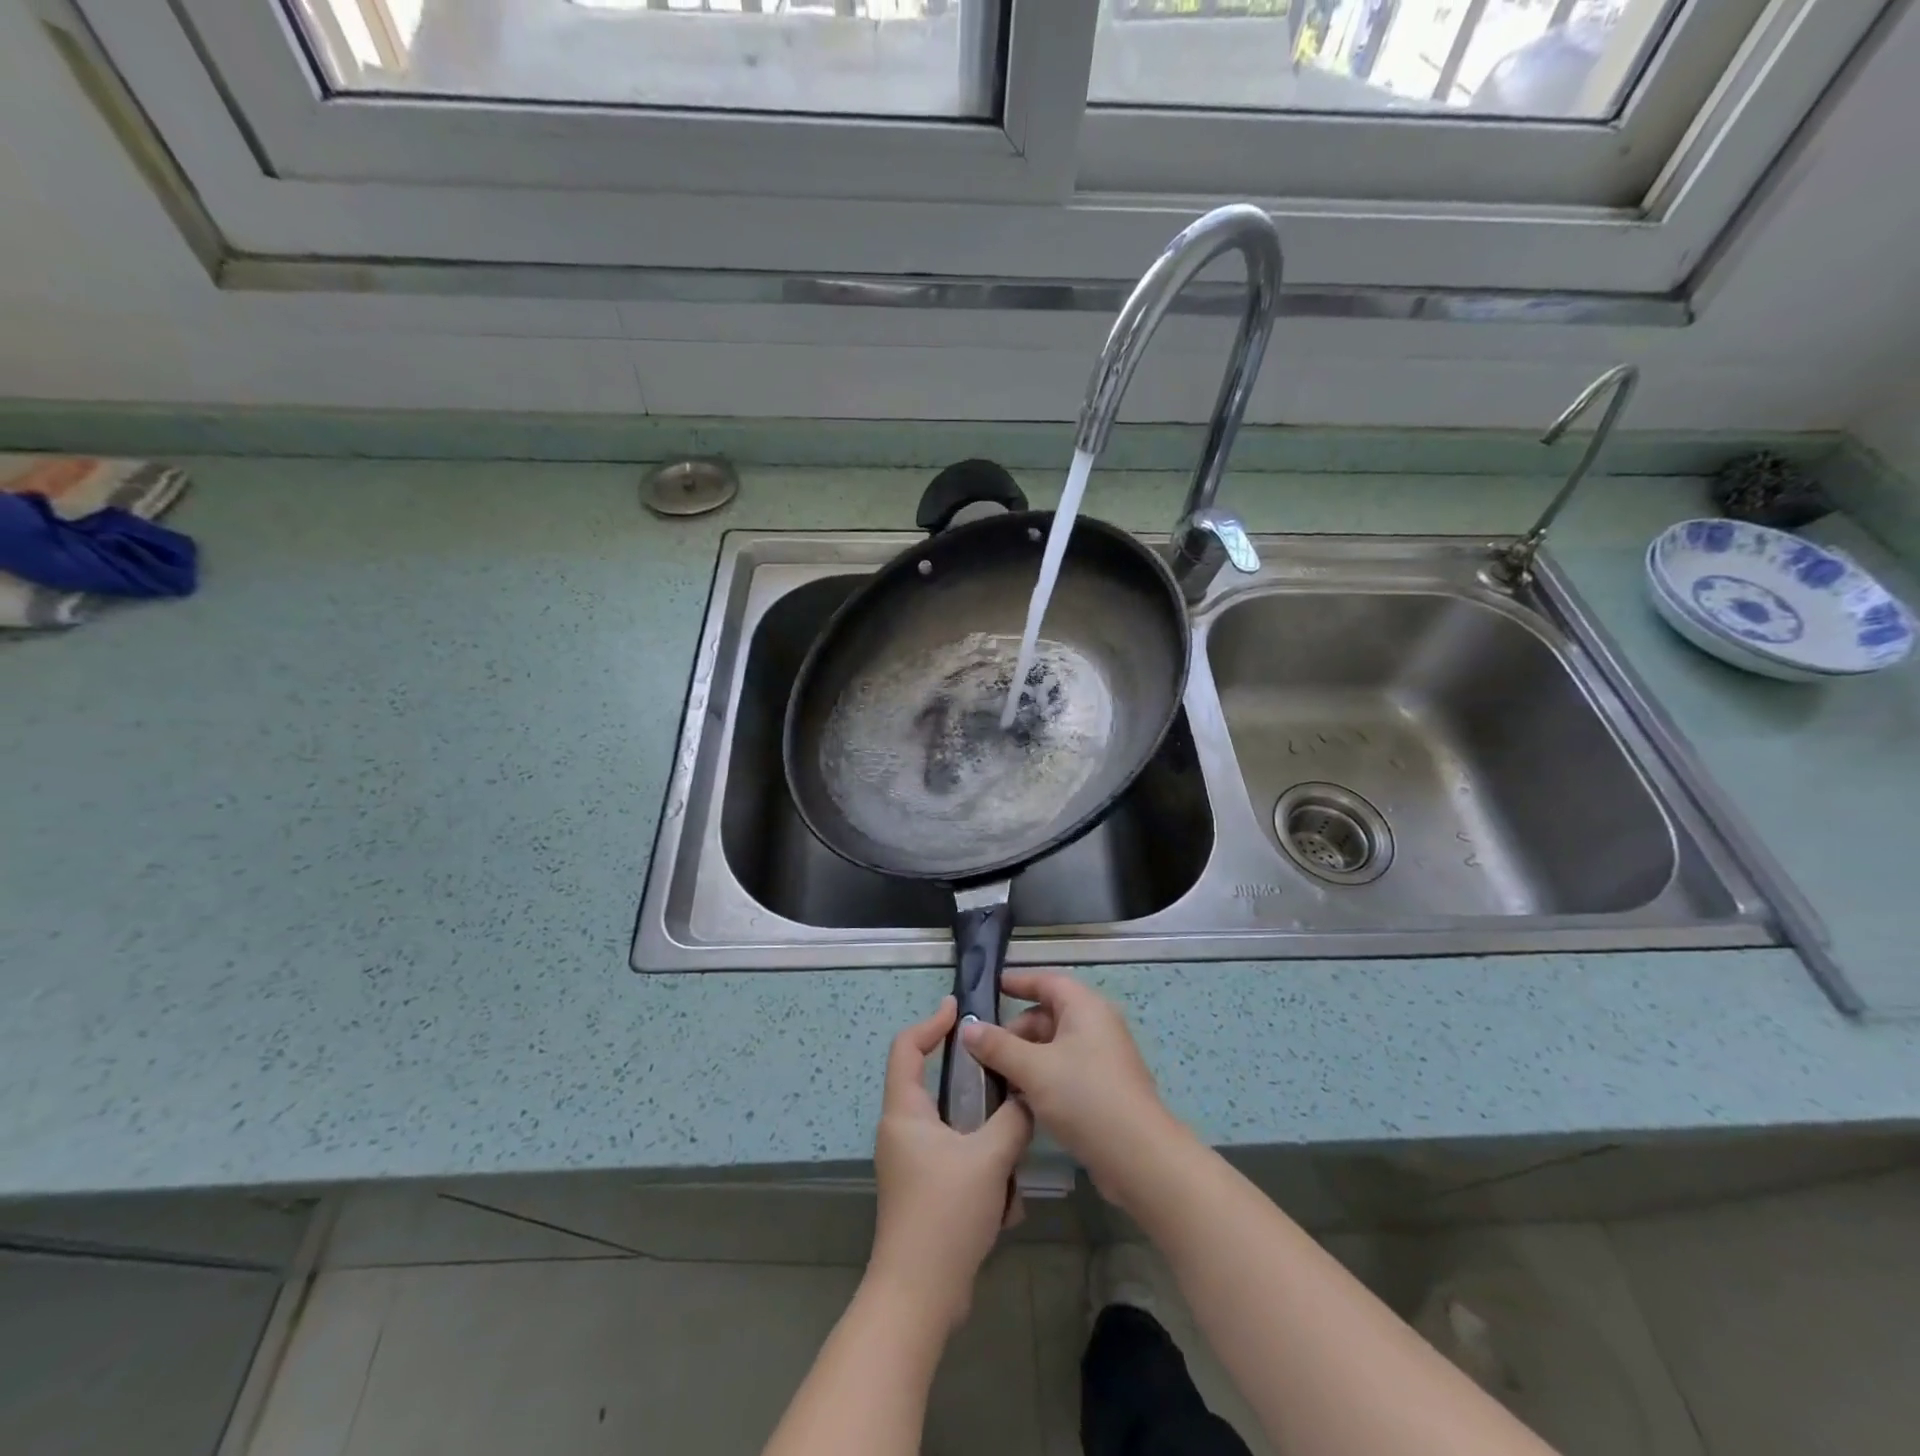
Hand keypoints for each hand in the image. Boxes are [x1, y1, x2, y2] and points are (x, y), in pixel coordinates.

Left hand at [868, 997, 1032, 1330]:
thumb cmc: (945, 1214)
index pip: (907, 1047)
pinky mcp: (927, 1192)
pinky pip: (961, 1164)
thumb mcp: (989, 1158)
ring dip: (989, 1146)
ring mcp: (913, 1164)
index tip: (959, 1009)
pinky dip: (985, 1177)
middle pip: (939, 1088)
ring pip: (958, 1131)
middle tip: (1009, 1084)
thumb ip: (1014, 1118)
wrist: (920, 1297)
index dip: (931, 1022)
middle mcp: (903, 1131)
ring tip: (1013, 1165)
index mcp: (905, 1112)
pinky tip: (1003, 1207)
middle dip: (978, 1093)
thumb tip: (1029, 1096)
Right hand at [960, 971, 1187, 1209]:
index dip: (1019, 983)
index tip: (991, 988)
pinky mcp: (1103, 1089)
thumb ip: (998, 1046)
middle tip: (983, 1050)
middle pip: (1048, 1015)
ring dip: (1025, 1057)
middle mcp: (1096, 1026)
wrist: (1139, 1158)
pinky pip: (1064, 1070)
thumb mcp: (1033, 1069)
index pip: (1047, 982)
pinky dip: (1041, 1077)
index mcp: (1085, 1008)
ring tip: (995, 1077)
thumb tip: (968, 1027)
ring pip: (1054, 1046)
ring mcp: (1102, 1059)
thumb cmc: (1085, 1097)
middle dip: (1015, 1030)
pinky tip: (1019, 1099)